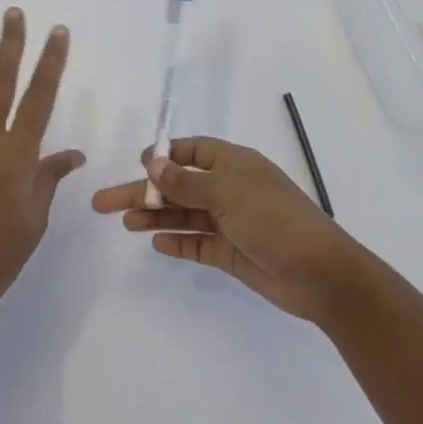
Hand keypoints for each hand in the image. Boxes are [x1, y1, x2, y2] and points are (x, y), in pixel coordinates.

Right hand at [91, 136, 364, 323]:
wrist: (318, 272)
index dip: (165, 155)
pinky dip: (178, 242)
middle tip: (104, 202)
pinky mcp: (231, 253)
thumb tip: (153, 163)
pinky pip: (197, 244)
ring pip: (184, 215)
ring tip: (124, 223)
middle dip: (145, 191)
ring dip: (155, 216)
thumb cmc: (272, 219)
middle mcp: (230, 189)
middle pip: (179, 185)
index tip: (138, 164)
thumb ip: (186, 181)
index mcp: (234, 164)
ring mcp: (231, 222)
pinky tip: (156, 242)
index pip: (194, 151)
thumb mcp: (227, 192)